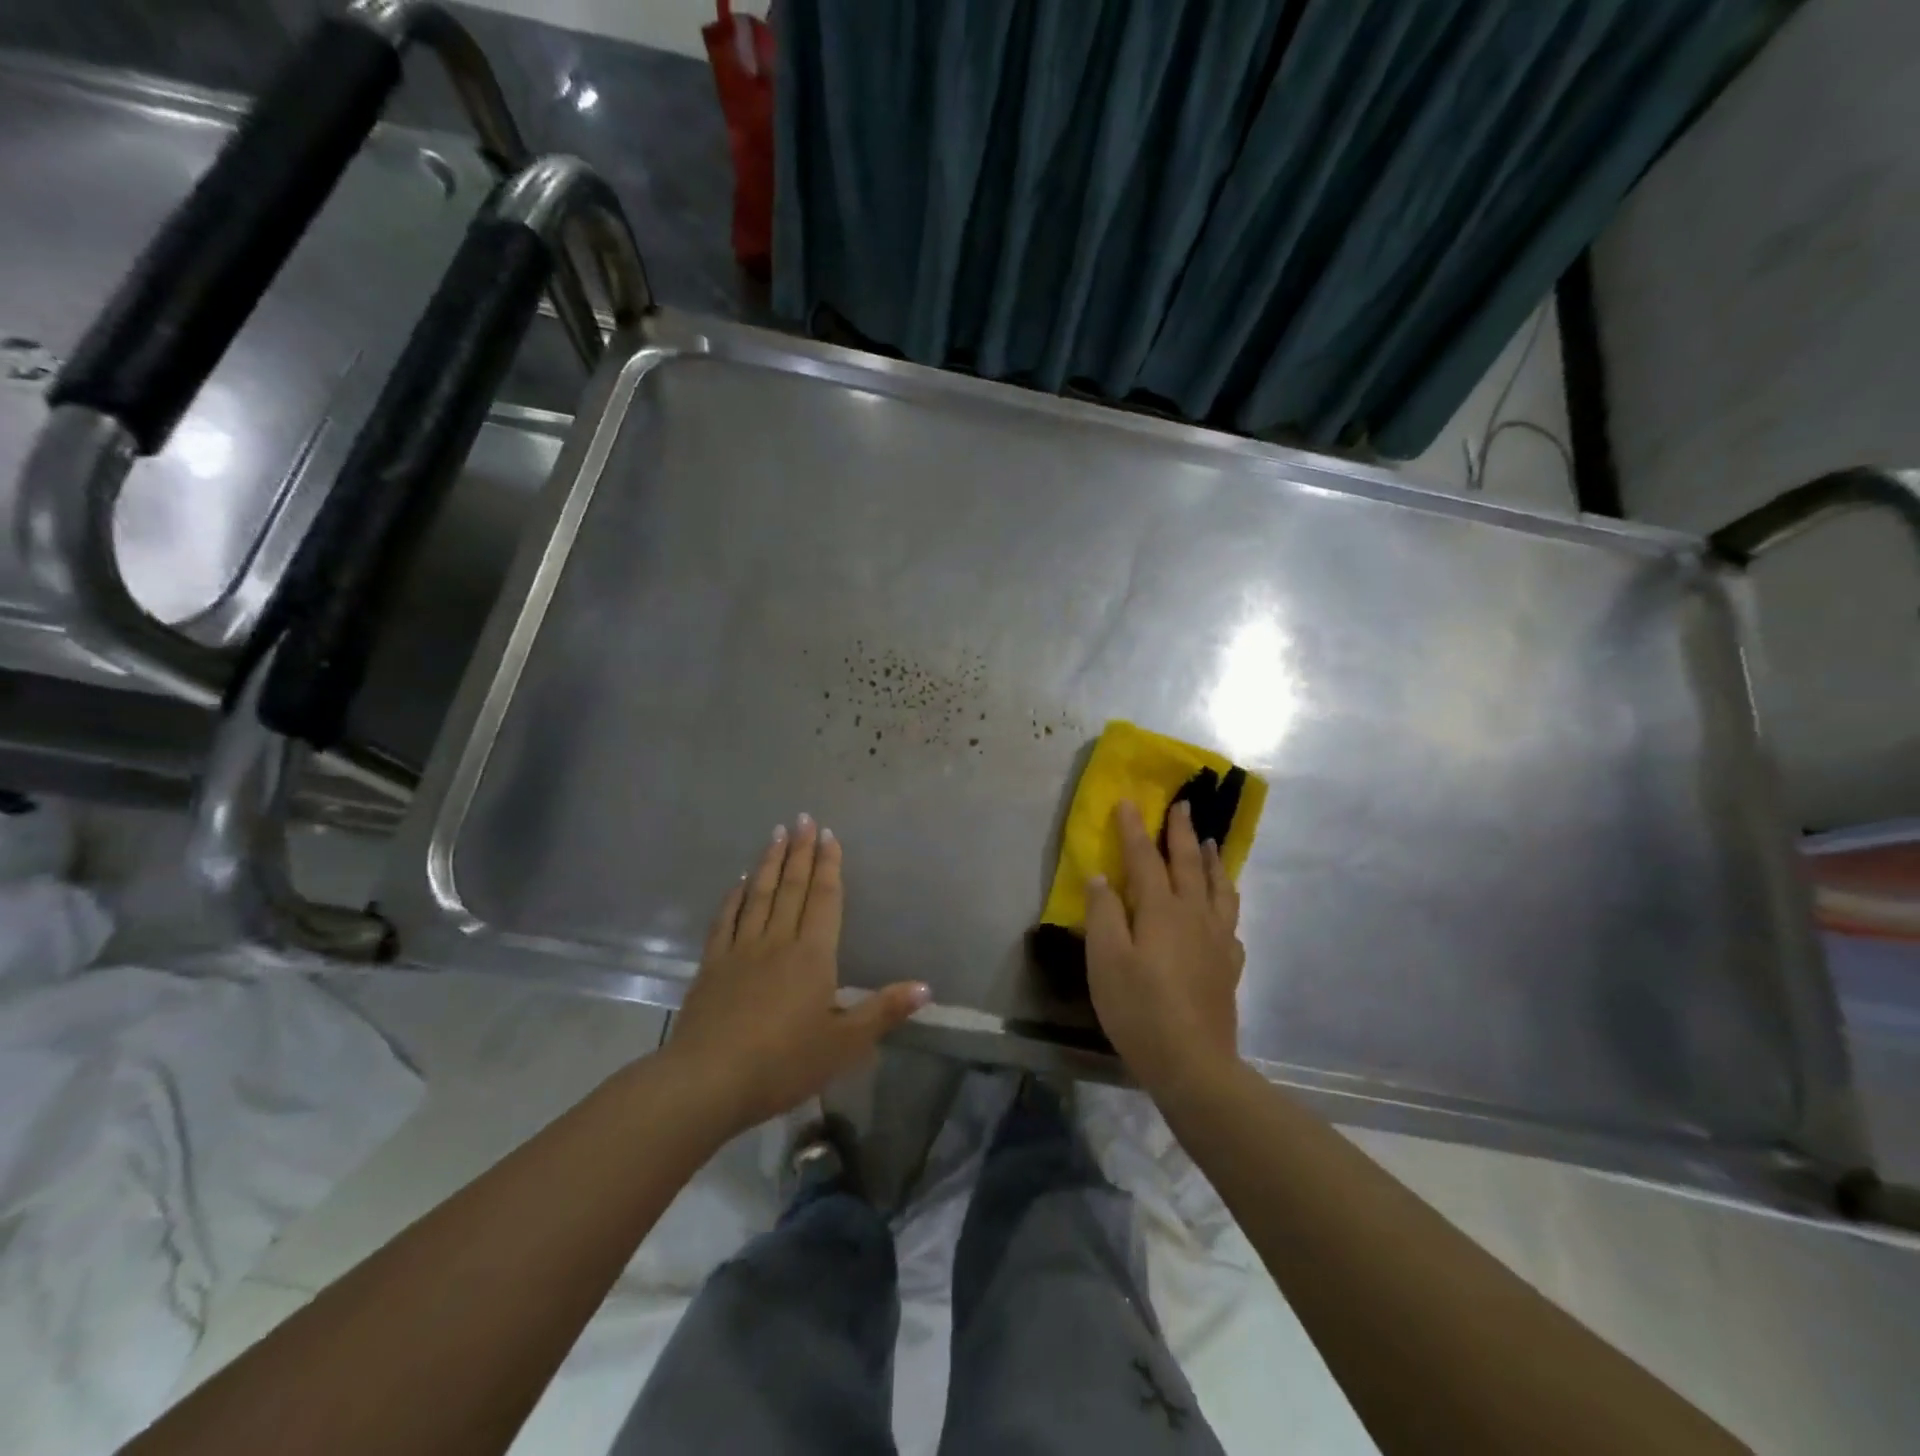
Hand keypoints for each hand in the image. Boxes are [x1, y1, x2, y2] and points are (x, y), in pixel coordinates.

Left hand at [661, 816, 929, 1136]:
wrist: (708, 1081)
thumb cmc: (783, 1063)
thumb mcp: (844, 1045)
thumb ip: (883, 1011)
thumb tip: (926, 987)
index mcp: (813, 955)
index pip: (824, 899)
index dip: (829, 865)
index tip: (829, 835)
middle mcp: (777, 941)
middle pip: (792, 887)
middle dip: (800, 851)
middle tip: (804, 818)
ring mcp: (741, 950)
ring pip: (759, 895)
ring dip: (770, 863)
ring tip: (776, 833)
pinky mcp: (712, 966)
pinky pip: (726, 921)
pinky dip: (734, 897)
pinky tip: (738, 883)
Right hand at [1085, 799, 1245, 1093]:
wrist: (1193, 1063)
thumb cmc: (1139, 1009)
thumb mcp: (1105, 961)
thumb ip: (1103, 914)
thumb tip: (1101, 877)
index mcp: (1161, 910)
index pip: (1145, 858)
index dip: (1134, 829)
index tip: (1129, 802)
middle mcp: (1194, 915)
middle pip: (1189, 864)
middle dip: (1182, 832)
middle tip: (1184, 805)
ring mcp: (1217, 940)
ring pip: (1218, 888)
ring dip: (1213, 861)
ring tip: (1211, 843)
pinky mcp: (1228, 965)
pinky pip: (1231, 921)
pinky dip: (1226, 903)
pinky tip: (1222, 910)